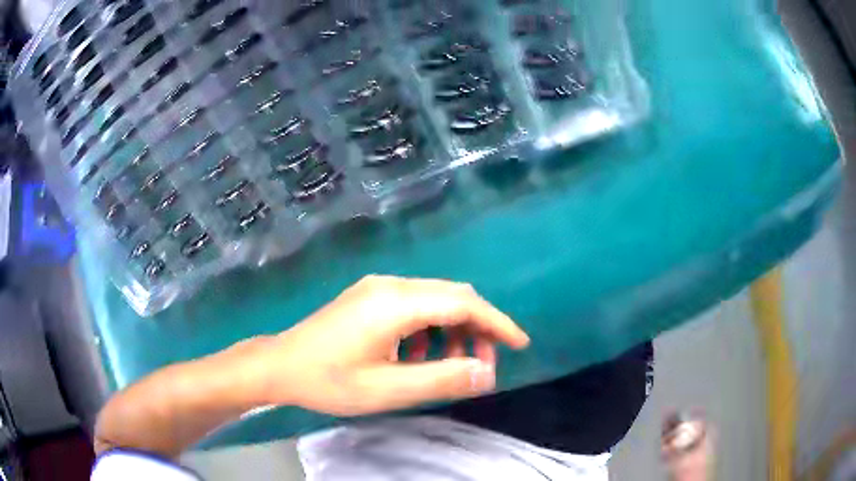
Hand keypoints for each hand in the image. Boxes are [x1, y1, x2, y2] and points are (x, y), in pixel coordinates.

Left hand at [248, 275, 529, 415]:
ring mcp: (377, 288)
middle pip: (452, 296)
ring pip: (434, 300)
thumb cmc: (330, 381)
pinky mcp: (369, 297)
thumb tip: (487, 373)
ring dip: (454, 328)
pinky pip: (414, 305)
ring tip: (453, 364)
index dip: (496, 323)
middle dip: (477, 327)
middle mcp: (390, 285)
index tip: (520, 344)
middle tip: (485, 363)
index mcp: (395, 303)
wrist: (279, 366)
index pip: (463, 303)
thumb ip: (442, 379)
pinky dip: (431, 328)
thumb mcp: (388, 389)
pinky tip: (420, 355)